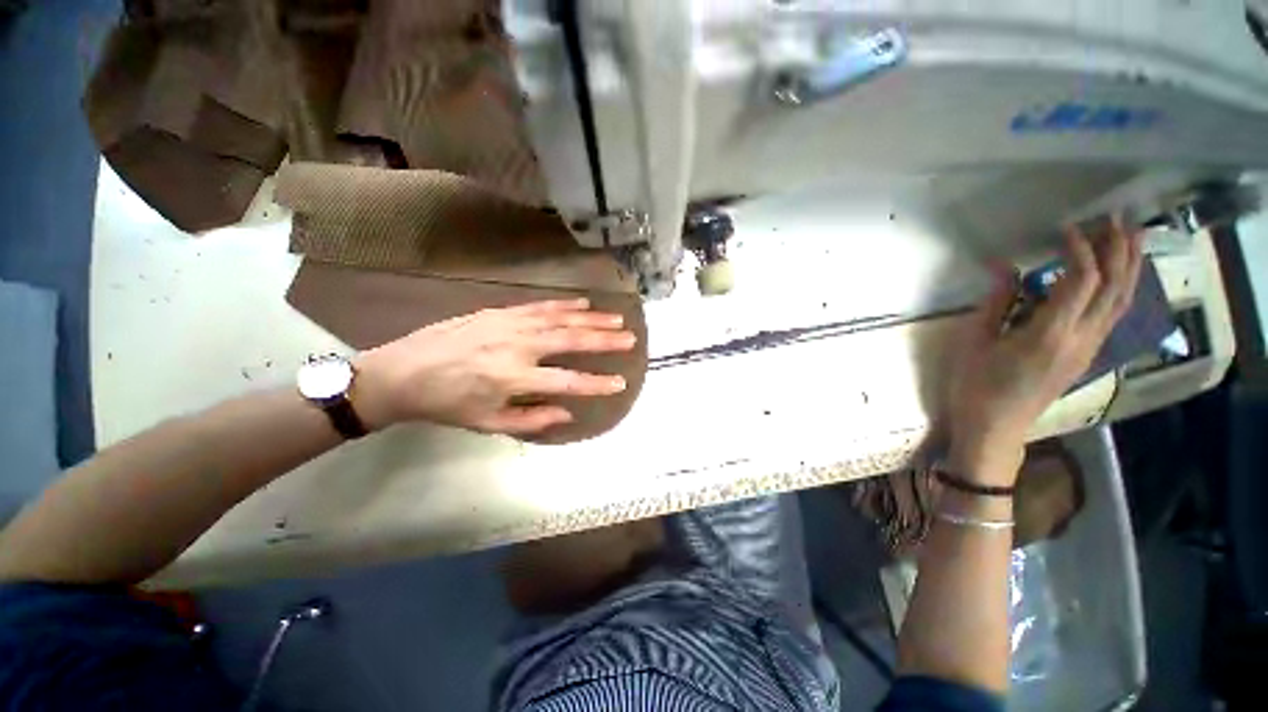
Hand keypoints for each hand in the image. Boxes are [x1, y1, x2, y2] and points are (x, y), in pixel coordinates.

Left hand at [350, 299, 636, 434]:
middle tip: (630, 338)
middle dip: (604, 340)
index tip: (621, 382)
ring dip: (590, 318)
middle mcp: (516, 348)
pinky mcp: (499, 312)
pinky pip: (538, 306)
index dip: (596, 383)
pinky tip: (583, 303)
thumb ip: (533, 419)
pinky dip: (564, 304)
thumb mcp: (489, 423)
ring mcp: (508, 325)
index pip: (567, 382)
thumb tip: (568, 412)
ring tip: (616, 318)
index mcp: (513, 379)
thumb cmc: (448, 405)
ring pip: (559, 319)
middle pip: (569, 340)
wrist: (402, 372)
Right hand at [945, 216, 1144, 484]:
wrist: (994, 427)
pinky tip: (1118, 276)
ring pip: (1122, 301)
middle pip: (1114, 287)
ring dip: (1129, 266)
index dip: (1079, 249)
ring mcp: (1089, 349)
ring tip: (1130, 236)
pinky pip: (1113, 316)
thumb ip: (996, 302)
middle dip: (1118, 249)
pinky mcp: (1086, 356)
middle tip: (1113, 219)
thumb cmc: (976, 385)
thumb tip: (1003, 266)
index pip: (1081, 280)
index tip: (1065, 229)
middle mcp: (1081, 339)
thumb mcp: (974, 342)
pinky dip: (1121, 289)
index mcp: (1050, 334)